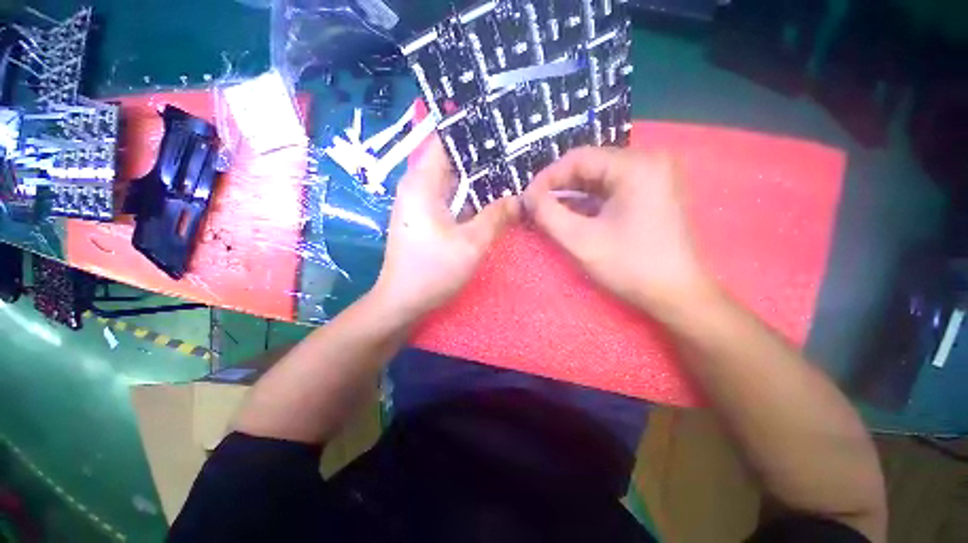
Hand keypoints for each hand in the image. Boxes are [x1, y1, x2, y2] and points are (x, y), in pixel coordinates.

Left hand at [372, 136, 518, 321]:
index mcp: (422, 183)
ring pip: (452, 180)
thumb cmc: (432, 271)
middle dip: (481, 157)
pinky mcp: (424, 218)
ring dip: (477, 179)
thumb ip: (496, 217)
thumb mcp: (471, 244)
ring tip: (508, 172)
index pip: (445, 140)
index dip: (472, 132)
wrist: (402, 301)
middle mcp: (417, 187)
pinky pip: (450, 198)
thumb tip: (519, 199)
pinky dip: (469, 196)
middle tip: (513, 153)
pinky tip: (490, 199)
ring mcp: (419, 203)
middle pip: (451, 160)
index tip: (501, 130)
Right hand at [523, 147, 712, 315]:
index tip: (528, 198)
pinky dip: (589, 201)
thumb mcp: (580, 241)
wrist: (677, 294)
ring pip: (599, 178)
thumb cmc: (630, 267)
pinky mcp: (653, 192)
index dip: (547, 177)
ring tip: (549, 212)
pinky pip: (612, 189)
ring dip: (572, 195)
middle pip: (590, 166)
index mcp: (636, 166)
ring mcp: (654, 177)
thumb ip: (548, 214)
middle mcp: (649, 161)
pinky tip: (572, 216)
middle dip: (559, 187)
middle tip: (536, 207)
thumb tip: (528, 197)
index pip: (578, 158)